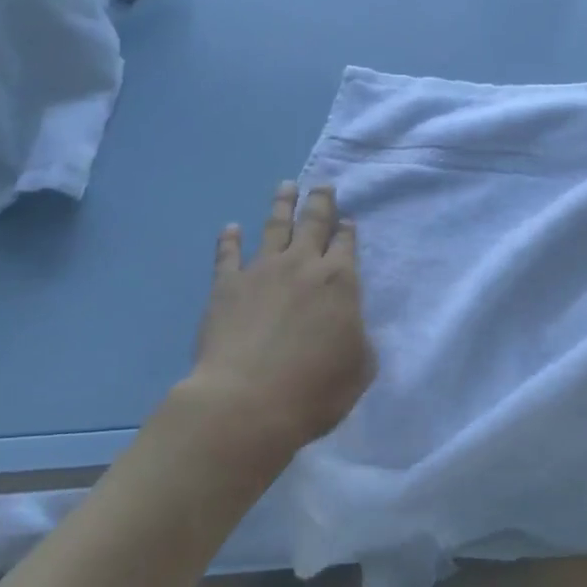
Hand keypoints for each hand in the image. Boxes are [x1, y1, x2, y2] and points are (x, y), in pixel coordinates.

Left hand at [182, 181, 374, 458]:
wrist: (246, 403)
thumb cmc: (313, 390)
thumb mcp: (360, 368)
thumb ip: (359, 340)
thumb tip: (350, 326)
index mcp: (339, 281)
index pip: (346, 244)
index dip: (347, 230)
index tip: (348, 219)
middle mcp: (302, 265)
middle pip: (313, 222)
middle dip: (320, 202)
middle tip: (322, 184)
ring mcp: (262, 271)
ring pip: (274, 226)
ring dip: (282, 204)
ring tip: (286, 186)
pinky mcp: (227, 286)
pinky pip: (228, 255)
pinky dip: (230, 239)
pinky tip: (231, 228)